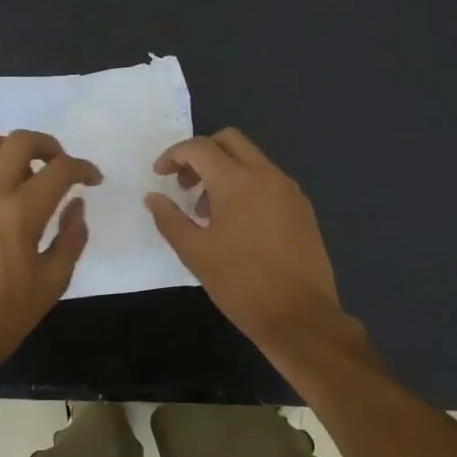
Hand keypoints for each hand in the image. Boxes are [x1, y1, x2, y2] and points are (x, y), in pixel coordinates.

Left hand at [0, 131, 100, 390]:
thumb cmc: (4, 316)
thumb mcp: (52, 282)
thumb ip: (71, 237)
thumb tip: (76, 205)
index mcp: (20, 213)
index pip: (60, 169)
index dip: (84, 168)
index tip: (93, 179)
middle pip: (21, 140)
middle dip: (49, 146)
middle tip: (60, 166)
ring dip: (11, 149)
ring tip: (23, 172)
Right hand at [144, 128, 345, 350]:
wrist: (300, 316)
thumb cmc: (241, 283)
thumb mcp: (195, 253)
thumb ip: (169, 219)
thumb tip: (153, 197)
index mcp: (237, 181)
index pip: (199, 147)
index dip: (174, 155)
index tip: (159, 175)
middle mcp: (267, 175)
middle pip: (230, 141)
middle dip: (201, 154)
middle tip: (185, 184)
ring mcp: (289, 190)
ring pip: (252, 160)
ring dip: (225, 171)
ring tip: (207, 212)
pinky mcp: (302, 209)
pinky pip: (269, 181)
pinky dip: (247, 186)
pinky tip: (238, 224)